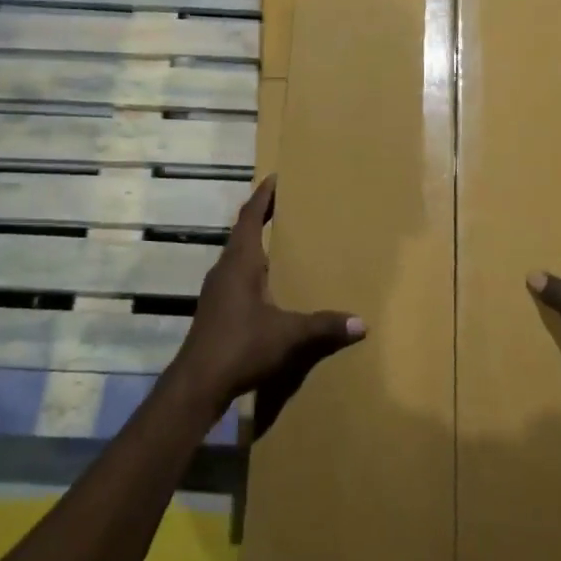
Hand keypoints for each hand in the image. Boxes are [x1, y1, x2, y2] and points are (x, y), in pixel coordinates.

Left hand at [167, 176, 365, 417]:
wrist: (197, 382)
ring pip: (236, 254)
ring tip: (279, 239)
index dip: (262, 196)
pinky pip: (235, 274)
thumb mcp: (288, 335)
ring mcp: (216, 289)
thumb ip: (324, 326)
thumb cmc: (240, 346)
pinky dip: (251, 266)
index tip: (275, 177)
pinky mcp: (214, 309)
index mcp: (240, 263)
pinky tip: (266, 282)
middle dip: (261, 215)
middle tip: (284, 204)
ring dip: (254, 241)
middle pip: (242, 232)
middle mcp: (224, 269)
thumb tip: (362, 323)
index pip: (249, 217)